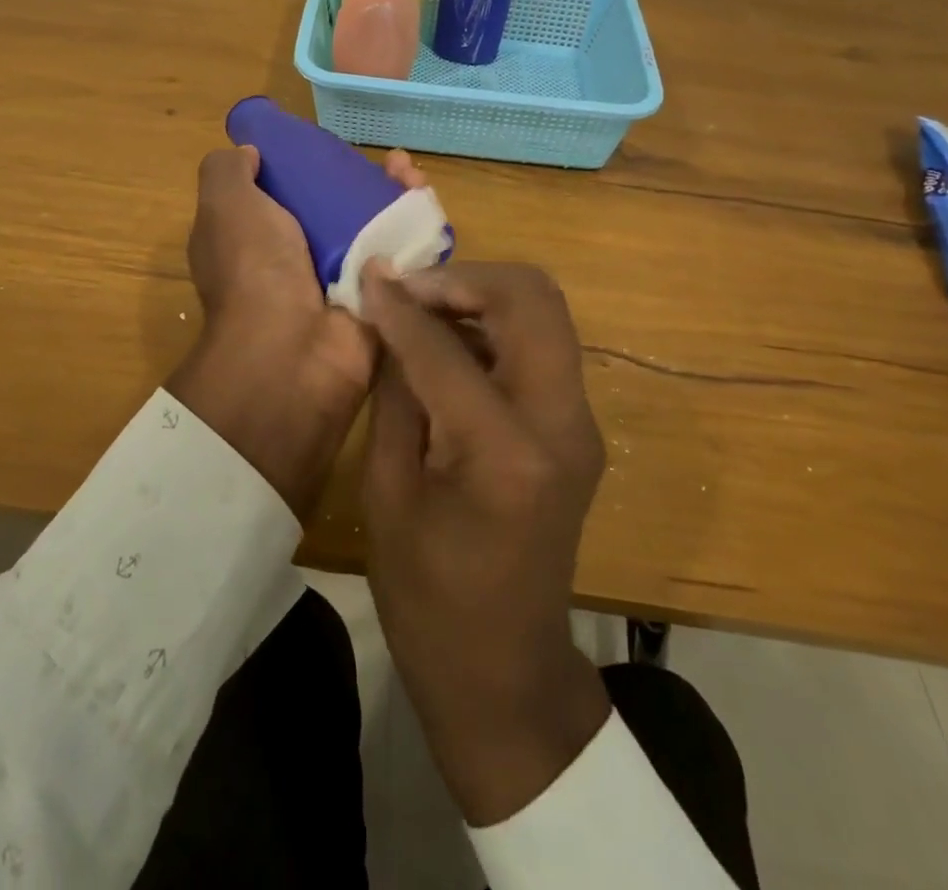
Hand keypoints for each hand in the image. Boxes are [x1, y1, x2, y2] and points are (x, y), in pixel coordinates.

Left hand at [167, 143, 424, 521]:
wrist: (295, 351)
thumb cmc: (255, 269)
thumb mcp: (225, 206)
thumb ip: (228, 172)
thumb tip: (250, 152)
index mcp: (256, 238)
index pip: (287, 193)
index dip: (310, 164)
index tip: (331, 147)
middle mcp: (298, 258)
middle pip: (339, 206)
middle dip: (366, 178)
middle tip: (392, 164)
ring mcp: (342, 280)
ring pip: (376, 226)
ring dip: (397, 197)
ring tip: (413, 176)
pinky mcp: (379, 298)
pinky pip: (402, 256)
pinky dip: (417, 228)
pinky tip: (426, 201)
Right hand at [360, 261, 610, 826]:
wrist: (505, 671)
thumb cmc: (427, 595)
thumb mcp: (387, 490)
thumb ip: (395, 390)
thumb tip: (387, 315)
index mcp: (504, 452)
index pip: (447, 346)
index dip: (401, 304)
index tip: (368, 275)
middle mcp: (560, 423)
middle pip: (531, 298)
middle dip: (464, 278)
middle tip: (409, 288)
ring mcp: (579, 424)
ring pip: (544, 312)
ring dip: (482, 296)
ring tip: (423, 308)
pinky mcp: (577, 427)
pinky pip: (541, 346)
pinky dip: (496, 325)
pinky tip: (449, 342)